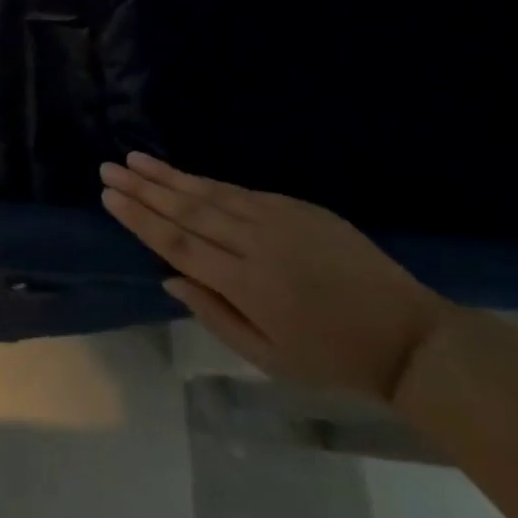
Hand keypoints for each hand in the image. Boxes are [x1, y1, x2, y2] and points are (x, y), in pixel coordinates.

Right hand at [100, 153, 451, 401]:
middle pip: (186, 210)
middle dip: (143, 188)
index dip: (140, 218)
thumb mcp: (268, 358)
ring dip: (168, 176)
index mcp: (244, 284)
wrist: (410, 337)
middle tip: (108, 168)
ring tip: (134, 159)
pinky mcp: (298, 208)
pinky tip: (183, 174)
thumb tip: (169, 278)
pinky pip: (240, 191)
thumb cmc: (333, 358)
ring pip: (210, 193)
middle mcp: (254, 244)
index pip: (177, 242)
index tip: (109, 196)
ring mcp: (278, 220)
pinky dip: (206, 182)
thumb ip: (214, 315)